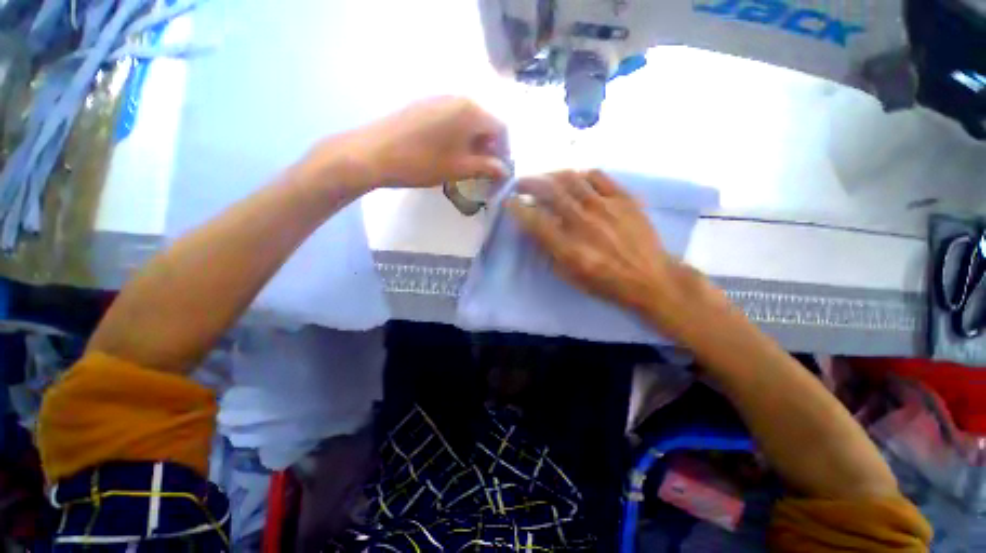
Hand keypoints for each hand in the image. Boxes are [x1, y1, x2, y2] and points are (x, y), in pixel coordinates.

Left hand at [330, 96, 509, 190]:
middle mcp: (458, 98)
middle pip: (484, 122)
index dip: (503, 151)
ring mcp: (439, 99)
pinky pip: (451, 119)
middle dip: (488, 147)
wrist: (373, 153)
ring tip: (464, 163)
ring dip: (472, 142)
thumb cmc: (422, 162)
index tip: (497, 170)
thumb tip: (505, 170)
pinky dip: (457, 136)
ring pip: (467, 121)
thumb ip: (486, 167)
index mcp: (471, 111)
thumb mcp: (459, 168)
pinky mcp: (424, 105)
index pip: (500, 128)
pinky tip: (447, 152)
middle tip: (482, 170)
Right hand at [507, 170, 708, 335]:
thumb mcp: (571, 277)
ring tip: (544, 178)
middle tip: (520, 183)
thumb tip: (535, 230)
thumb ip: (550, 253)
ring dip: (551, 175)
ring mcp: (605, 207)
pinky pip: (598, 176)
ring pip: (571, 179)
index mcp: (569, 248)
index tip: (509, 201)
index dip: (517, 208)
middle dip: (529, 184)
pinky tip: (575, 178)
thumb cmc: (607, 283)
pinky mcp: (623, 198)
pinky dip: (581, 174)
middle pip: (550, 192)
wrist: (650, 278)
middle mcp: (583, 223)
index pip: (534, 221)